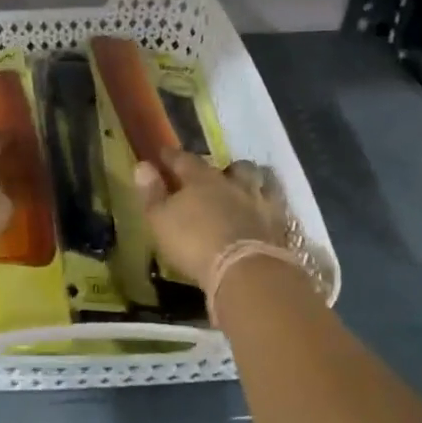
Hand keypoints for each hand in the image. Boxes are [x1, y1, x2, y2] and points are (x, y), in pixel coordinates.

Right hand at [132, 149, 289, 285]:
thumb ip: (152, 193)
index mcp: (201, 179)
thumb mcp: (160, 220)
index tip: (163, 153)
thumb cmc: (194, 243)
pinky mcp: (278, 223)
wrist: (245, 269)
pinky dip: (268, 204)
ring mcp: (259, 201)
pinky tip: (264, 210)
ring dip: (251, 181)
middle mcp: (233, 184)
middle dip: (222, 168)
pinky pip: (275, 204)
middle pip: (231, 167)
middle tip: (214, 175)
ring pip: (259, 180)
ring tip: (245, 187)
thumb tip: (142, 165)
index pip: (184, 160)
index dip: (172, 156)